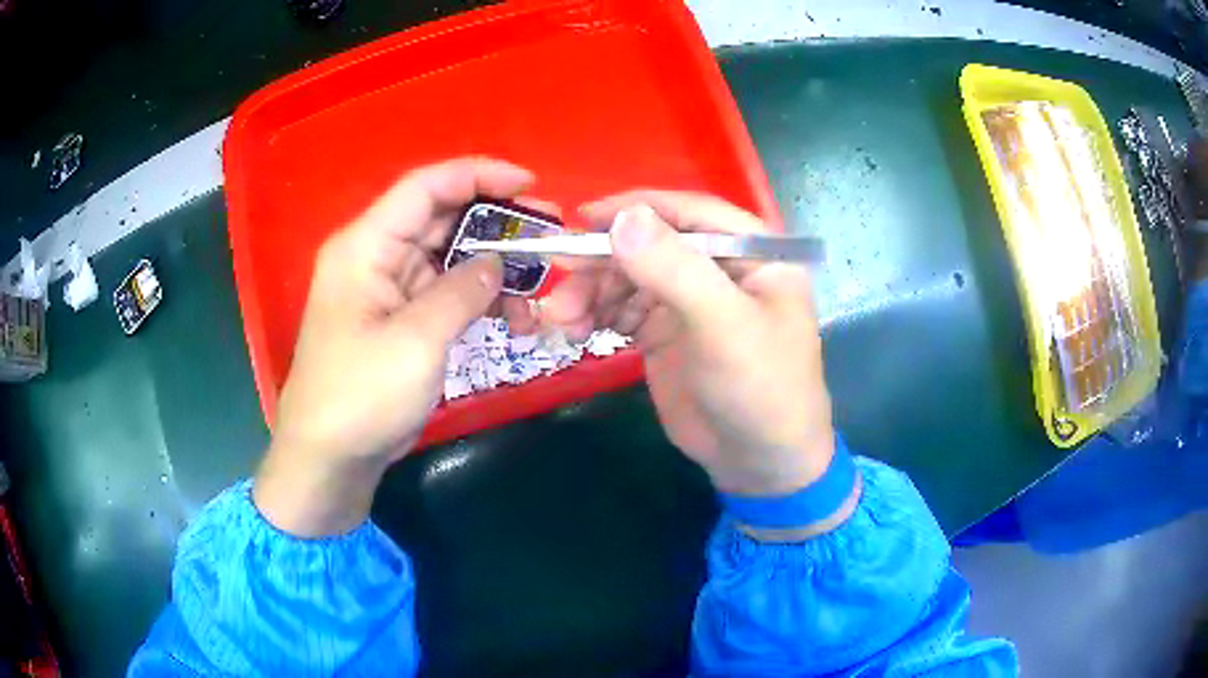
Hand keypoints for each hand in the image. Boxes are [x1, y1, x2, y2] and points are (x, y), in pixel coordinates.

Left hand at [254, 158, 535, 536]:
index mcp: (366, 246)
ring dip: (493, 268)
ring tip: (538, 289)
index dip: (478, 175)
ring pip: (449, 257)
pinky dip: (479, 299)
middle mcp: (376, 256)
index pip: (425, 187)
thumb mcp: (417, 341)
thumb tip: (498, 261)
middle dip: (496, 223)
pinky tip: (513, 317)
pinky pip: (445, 292)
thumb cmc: (361, 396)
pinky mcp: (400, 319)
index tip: (530, 184)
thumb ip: (462, 290)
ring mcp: (388, 289)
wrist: (330, 458)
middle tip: (548, 236)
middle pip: (441, 218)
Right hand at [540, 192, 838, 503]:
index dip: (637, 208)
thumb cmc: (760, 387)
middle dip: (603, 259)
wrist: (758, 463)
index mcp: (751, 252)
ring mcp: (690, 301)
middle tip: (558, 275)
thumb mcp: (722, 325)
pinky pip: (623, 309)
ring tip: (561, 319)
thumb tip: (621, 218)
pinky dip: (596, 313)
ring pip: (631, 276)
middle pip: (652, 244)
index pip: (690, 212)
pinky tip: (576, 329)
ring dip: (591, 290)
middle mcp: (719, 268)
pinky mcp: (666, 333)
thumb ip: (675, 269)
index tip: (582, 217)